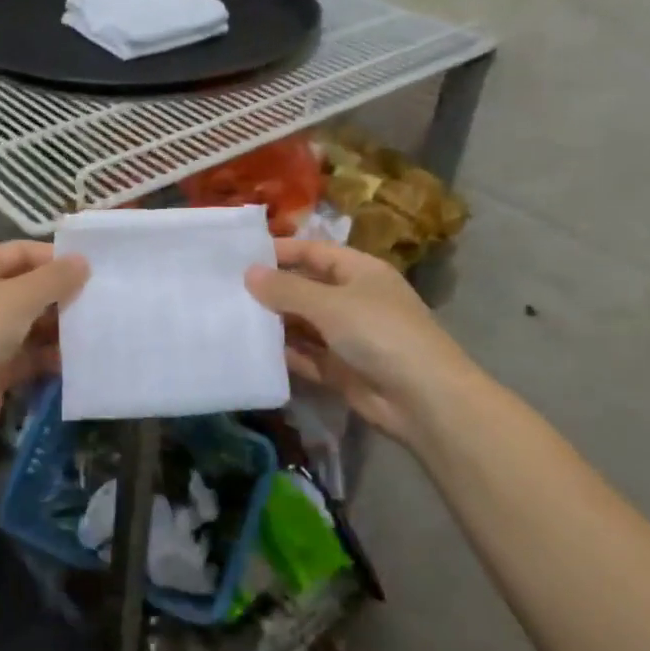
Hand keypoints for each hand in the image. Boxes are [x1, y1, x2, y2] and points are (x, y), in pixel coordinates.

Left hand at [0, 241, 88, 445]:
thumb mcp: (19, 297)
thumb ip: (55, 278)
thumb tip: (82, 261)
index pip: (20, 252)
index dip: (53, 257)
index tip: (91, 268)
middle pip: (28, 289)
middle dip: (61, 294)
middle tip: (101, 299)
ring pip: (32, 324)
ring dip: (60, 327)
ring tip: (97, 328)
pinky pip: (30, 356)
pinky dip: (51, 356)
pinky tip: (80, 359)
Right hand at [246, 239, 479, 445]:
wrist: (423, 399)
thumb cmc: (379, 333)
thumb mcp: (330, 304)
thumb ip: (287, 290)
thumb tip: (249, 273)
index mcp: (360, 272)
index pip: (314, 252)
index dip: (281, 251)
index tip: (240, 256)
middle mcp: (353, 300)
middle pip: (305, 288)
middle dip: (271, 290)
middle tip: (226, 290)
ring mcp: (347, 336)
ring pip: (302, 324)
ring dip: (274, 323)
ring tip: (231, 319)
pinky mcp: (340, 369)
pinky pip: (305, 356)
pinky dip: (284, 354)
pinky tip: (252, 351)